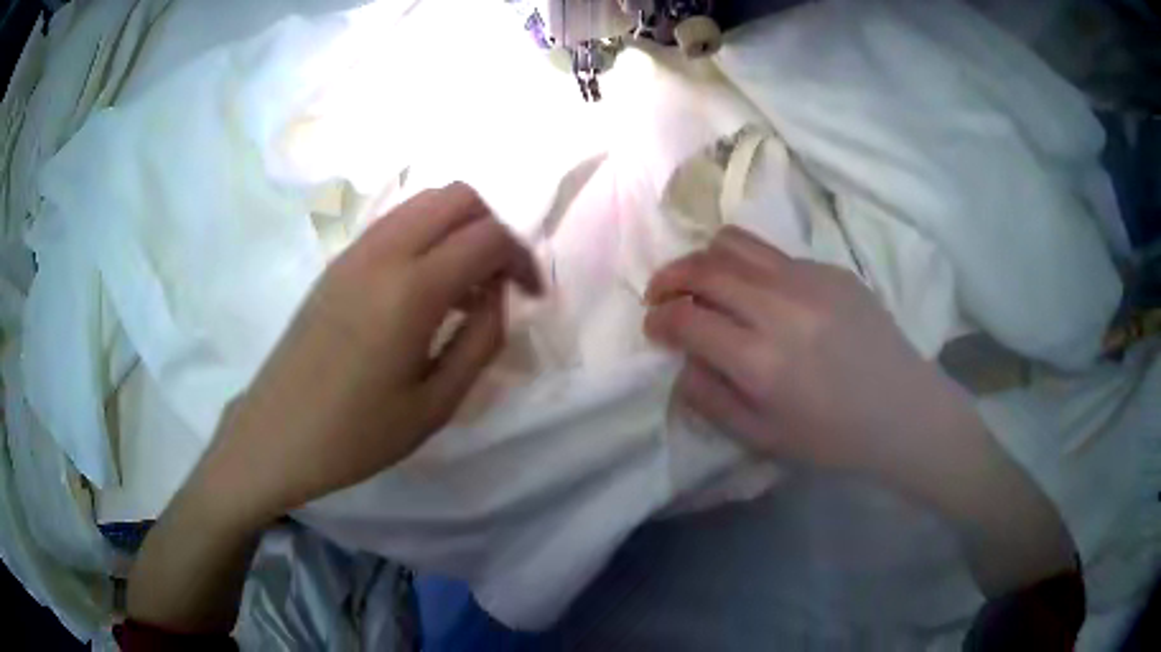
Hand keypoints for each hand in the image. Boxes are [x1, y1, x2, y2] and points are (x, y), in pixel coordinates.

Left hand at [203, 182, 540, 525]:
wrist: (276, 435)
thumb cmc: (356, 435)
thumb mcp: (435, 405)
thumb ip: (481, 341)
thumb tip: (499, 297)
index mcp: (411, 290)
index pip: (488, 236)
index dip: (522, 258)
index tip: (530, 295)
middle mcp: (383, 252)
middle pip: (458, 197)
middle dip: (493, 227)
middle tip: (499, 280)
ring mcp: (354, 252)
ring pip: (424, 203)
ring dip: (458, 229)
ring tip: (464, 288)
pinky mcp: (337, 263)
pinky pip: (395, 224)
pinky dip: (426, 236)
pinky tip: (424, 290)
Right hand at [644, 226, 1077, 596]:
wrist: (904, 411)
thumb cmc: (833, 438)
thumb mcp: (762, 438)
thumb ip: (710, 398)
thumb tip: (682, 359)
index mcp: (760, 361)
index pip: (686, 318)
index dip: (658, 319)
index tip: (652, 325)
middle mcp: (780, 308)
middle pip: (704, 267)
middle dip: (668, 277)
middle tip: (661, 294)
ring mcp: (809, 280)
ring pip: (735, 243)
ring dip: (704, 258)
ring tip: (701, 281)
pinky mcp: (832, 269)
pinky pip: (774, 255)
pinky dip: (749, 267)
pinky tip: (761, 295)